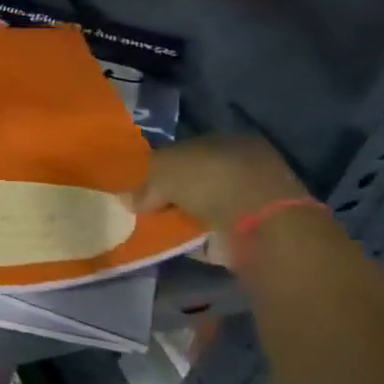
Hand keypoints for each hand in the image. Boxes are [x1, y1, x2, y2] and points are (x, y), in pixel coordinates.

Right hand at [133, 135, 308, 233]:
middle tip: (141, 206)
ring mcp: (246, 202)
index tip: (137, 182)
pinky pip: (207, 233)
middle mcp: (240, 168)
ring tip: (150, 225)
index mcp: (226, 142)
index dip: (160, 165)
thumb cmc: (209, 179)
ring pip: (200, 206)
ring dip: (179, 216)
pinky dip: (189, 238)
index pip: (186, 150)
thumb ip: (143, 183)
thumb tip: (128, 200)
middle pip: (193, 179)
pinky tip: (167, 241)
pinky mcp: (247, 233)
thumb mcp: (162, 169)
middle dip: (169, 193)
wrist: (255, 224)